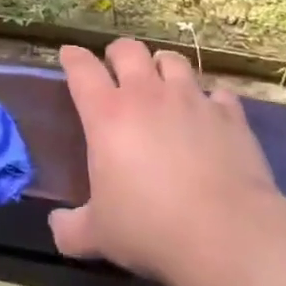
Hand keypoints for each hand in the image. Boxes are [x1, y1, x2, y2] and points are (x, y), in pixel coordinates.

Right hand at [49, 39, 280, 285]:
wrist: (226, 234)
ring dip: (162, 66)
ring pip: (173, 60)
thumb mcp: (98, 236)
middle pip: (128, 50)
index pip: (82, 69)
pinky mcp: (229, 114)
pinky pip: (217, 92)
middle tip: (116, 67)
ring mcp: (191, 99)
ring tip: (162, 81)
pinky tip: (209, 114)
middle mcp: (147, 95)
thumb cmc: (150, 228)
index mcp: (107, 115)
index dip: (73, 57)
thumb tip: (57, 226)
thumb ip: (71, 228)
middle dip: (118, 53)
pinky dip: (210, 99)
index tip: (69, 54)